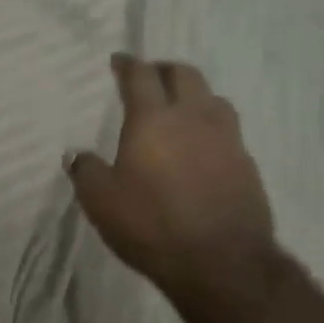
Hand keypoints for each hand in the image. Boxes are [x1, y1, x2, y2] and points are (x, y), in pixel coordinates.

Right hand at [68, 54, 277, 298]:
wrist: (221, 261)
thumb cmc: (152, 225)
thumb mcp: (101, 202)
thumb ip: (86, 171)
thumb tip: (77, 154)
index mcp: (154, 119)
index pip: (140, 75)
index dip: (127, 64)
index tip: (118, 61)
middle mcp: (194, 117)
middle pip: (183, 74)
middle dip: (163, 70)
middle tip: (149, 78)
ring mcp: (226, 138)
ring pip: (212, 97)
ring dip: (193, 94)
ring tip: (180, 108)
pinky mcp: (247, 163)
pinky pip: (227, 130)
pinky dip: (210, 126)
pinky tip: (202, 146)